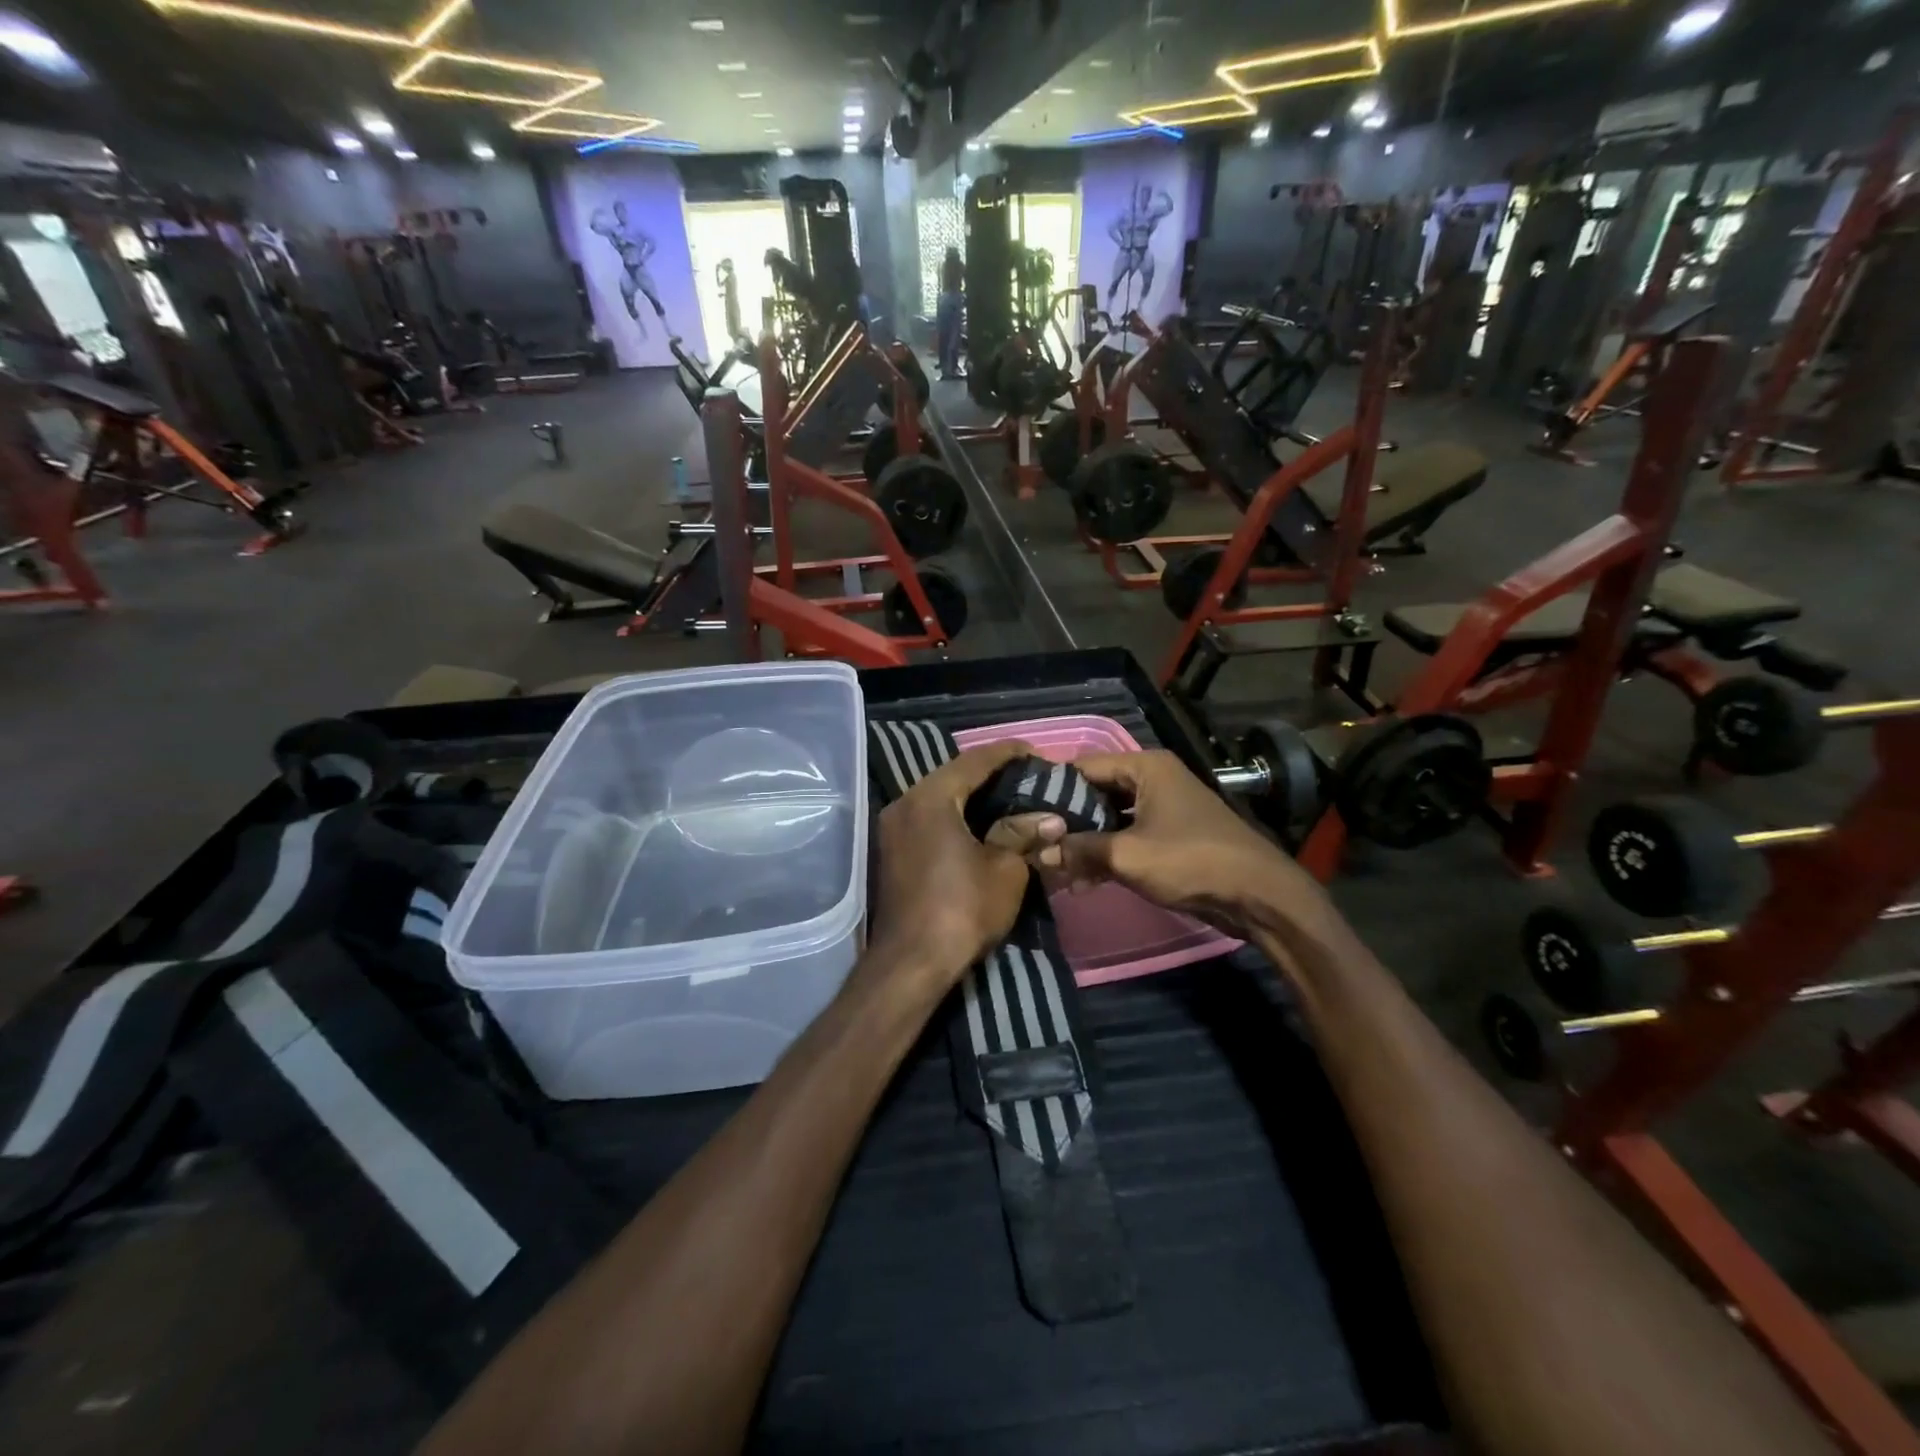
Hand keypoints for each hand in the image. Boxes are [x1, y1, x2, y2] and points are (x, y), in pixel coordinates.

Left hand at [865, 741, 1067, 1001]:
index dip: (1008, 753)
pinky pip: (928, 818)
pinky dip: (955, 815)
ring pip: (939, 798)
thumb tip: (1049, 819)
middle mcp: (905, 802)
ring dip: (972, 796)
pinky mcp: (892, 850)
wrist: (911, 963)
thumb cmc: (962, 909)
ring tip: (1009, 798)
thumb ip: (1023, 834)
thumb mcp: (1005, 870)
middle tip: (1026, 776)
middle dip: (991, 774)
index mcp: (931, 797)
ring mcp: (893, 827)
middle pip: (953, 775)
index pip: (975, 761)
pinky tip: (980, 824)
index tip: (1036, 752)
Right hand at [1052, 751, 1332, 939]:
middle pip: (1096, 792)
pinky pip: (1127, 836)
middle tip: (1034, 844)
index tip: (1022, 812)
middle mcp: (1153, 779)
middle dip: (1067, 821)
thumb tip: (1039, 853)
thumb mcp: (1128, 855)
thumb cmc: (1192, 861)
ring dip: (1085, 842)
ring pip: (1110, 818)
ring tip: (1053, 868)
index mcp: (1145, 767)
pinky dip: (1107, 853)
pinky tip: (1082, 881)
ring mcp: (1163, 807)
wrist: (1259, 896)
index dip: (1052, 788)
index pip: (1083, 767)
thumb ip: (1080, 850)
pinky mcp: (1170, 835)